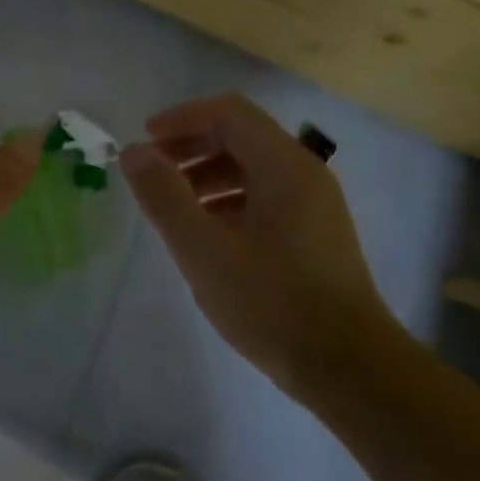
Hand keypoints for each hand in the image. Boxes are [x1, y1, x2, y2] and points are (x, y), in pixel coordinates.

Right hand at [120, 94, 400, 390]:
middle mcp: (304, 174)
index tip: (144, 140)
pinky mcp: (314, 235)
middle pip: (241, 136)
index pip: (229, 113)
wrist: (346, 366)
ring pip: (252, 169)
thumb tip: (133, 152)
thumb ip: (164, 196)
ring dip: (206, 174)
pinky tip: (205, 233)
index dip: (182, 119)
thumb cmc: (271, 301)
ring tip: (172, 204)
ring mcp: (314, 206)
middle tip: (152, 171)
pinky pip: (264, 197)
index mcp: (284, 166)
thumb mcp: (203, 248)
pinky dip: (227, 200)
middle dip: (191, 146)